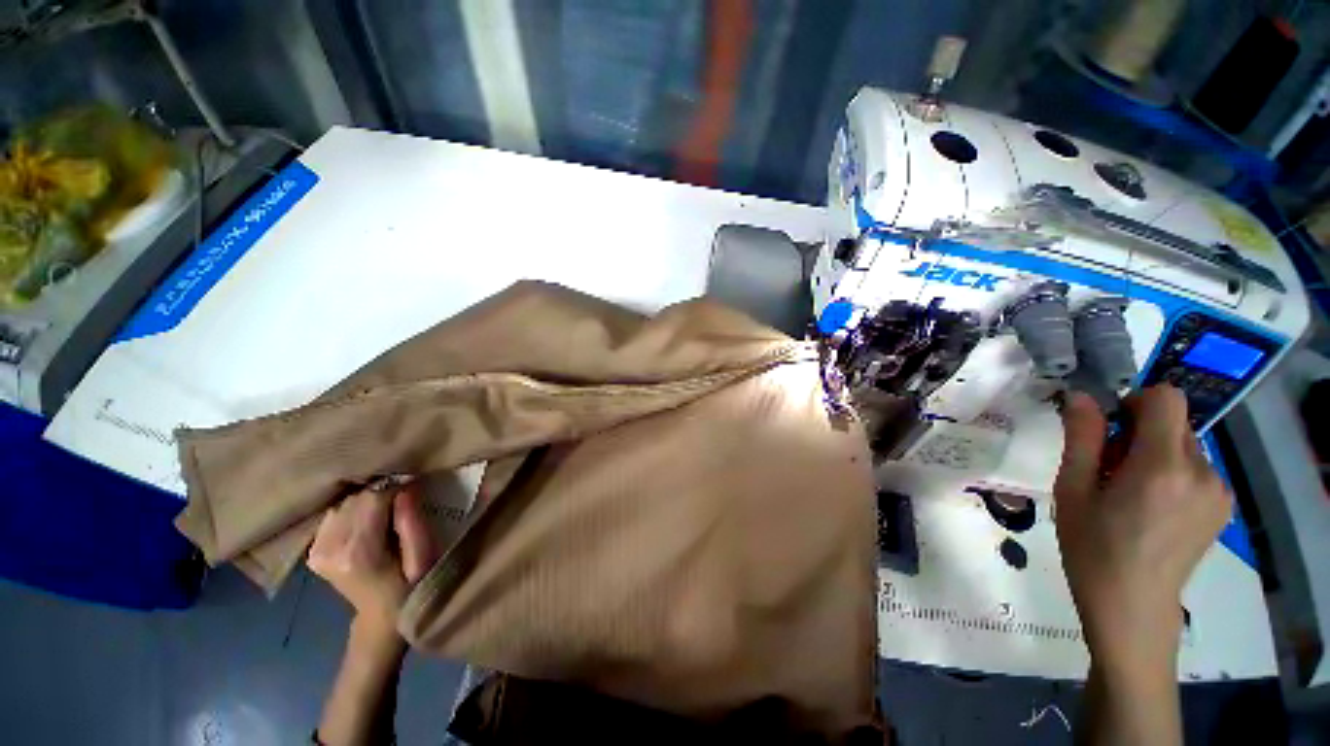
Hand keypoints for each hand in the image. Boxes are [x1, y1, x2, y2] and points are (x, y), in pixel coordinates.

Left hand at [309, 481, 438, 637]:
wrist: (382, 616)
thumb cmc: (411, 585)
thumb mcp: (423, 555)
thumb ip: (413, 523)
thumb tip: (405, 489)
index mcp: (358, 553)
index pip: (372, 500)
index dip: (395, 492)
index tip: (413, 496)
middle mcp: (330, 550)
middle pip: (355, 500)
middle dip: (380, 498)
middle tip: (401, 509)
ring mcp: (317, 552)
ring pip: (343, 505)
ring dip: (366, 505)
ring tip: (384, 517)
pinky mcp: (313, 553)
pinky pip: (332, 516)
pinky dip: (351, 514)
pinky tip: (365, 525)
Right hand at [1055, 385, 1230, 673]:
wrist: (1132, 605)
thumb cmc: (1092, 547)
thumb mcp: (1072, 489)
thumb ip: (1081, 437)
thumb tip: (1082, 397)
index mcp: (1162, 466)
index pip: (1166, 398)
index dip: (1135, 403)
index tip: (1110, 430)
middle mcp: (1202, 471)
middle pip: (1173, 422)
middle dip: (1139, 433)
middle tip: (1110, 469)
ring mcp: (1218, 490)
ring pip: (1184, 445)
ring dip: (1155, 454)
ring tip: (1130, 494)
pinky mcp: (1222, 506)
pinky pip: (1196, 467)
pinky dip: (1172, 473)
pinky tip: (1152, 507)